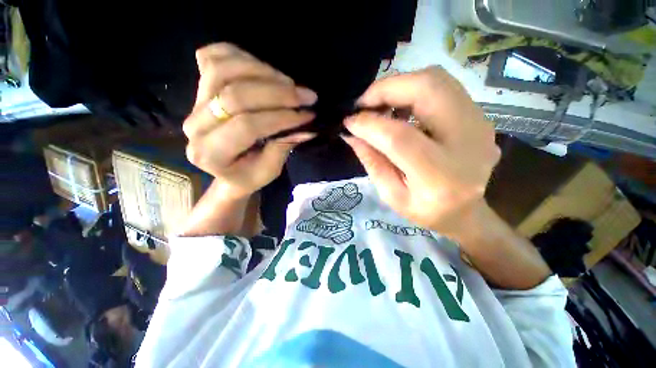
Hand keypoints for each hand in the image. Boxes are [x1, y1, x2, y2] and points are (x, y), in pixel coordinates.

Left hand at [183, 43, 317, 198]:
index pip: (247, 126)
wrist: (227, 169)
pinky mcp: (198, 87)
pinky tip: (264, 70)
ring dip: (263, 72)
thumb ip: (283, 148)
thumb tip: (306, 127)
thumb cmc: (248, 175)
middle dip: (278, 93)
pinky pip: (212, 57)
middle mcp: (195, 126)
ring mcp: (193, 102)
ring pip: (222, 70)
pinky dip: (240, 56)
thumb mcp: (269, 171)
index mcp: (210, 154)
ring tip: (289, 83)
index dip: (282, 117)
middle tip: (306, 96)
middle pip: (235, 95)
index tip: (308, 115)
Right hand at [343, 67, 500, 239]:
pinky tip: (400, 106)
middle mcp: (467, 143)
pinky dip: (414, 89)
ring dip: (400, 86)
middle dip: (386, 89)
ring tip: (378, 104)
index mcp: (439, 176)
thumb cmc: (426, 211)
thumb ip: (371, 161)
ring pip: (437, 80)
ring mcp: (479, 124)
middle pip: (427, 90)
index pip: (400, 137)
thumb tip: (351, 133)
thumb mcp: (391, 195)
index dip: (370, 124)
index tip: (349, 121)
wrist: (468, 212)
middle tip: (363, 103)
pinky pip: (444, 87)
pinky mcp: (479, 116)